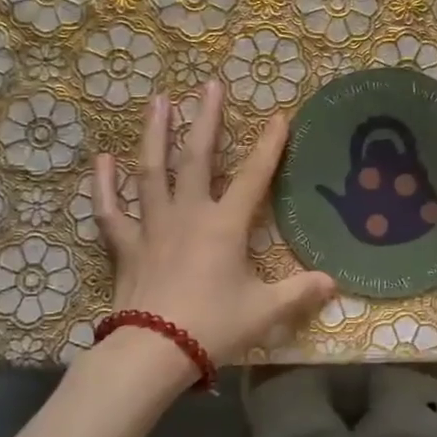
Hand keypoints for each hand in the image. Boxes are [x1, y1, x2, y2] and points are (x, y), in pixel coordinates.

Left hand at [92, 81, 335, 383]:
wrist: (154, 351)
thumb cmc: (213, 327)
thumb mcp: (264, 311)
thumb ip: (299, 292)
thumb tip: (334, 282)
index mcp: (225, 226)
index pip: (254, 177)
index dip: (269, 145)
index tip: (279, 116)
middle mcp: (189, 214)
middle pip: (198, 157)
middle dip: (206, 119)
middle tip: (209, 85)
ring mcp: (152, 226)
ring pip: (151, 171)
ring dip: (155, 134)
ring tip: (158, 100)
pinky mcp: (126, 245)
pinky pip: (110, 209)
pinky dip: (104, 185)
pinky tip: (102, 159)